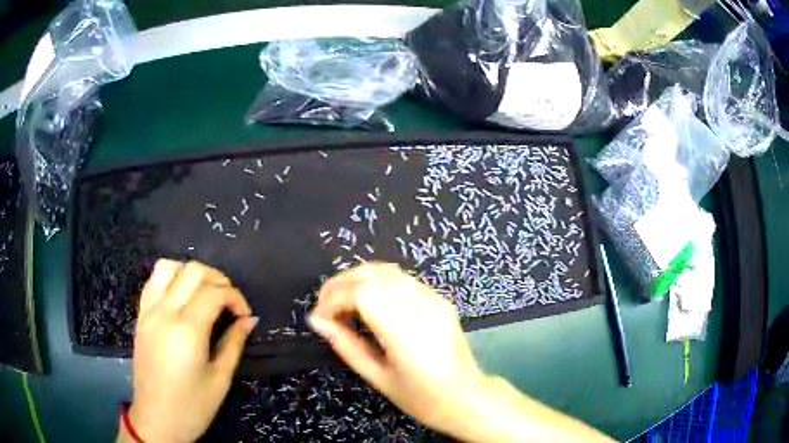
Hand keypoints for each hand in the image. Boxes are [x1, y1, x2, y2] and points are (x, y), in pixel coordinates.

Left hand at [122, 260, 257, 442]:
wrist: (156, 419)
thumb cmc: (192, 406)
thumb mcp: (220, 379)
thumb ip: (234, 343)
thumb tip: (249, 320)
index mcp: (187, 329)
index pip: (215, 292)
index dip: (236, 297)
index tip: (245, 316)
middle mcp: (165, 311)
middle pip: (193, 271)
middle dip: (218, 280)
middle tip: (230, 303)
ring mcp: (149, 311)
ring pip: (169, 267)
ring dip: (191, 273)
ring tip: (204, 294)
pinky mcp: (140, 316)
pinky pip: (153, 281)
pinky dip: (171, 278)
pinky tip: (182, 297)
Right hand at [307, 263, 489, 435]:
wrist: (467, 398)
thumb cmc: (422, 398)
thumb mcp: (378, 378)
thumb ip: (346, 345)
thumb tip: (317, 321)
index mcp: (406, 330)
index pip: (361, 292)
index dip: (333, 298)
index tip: (319, 317)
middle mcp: (421, 306)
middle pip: (372, 274)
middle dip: (340, 284)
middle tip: (324, 307)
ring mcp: (434, 298)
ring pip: (387, 270)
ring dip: (358, 280)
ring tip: (341, 303)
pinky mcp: (440, 299)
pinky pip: (402, 279)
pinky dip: (377, 283)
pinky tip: (368, 303)